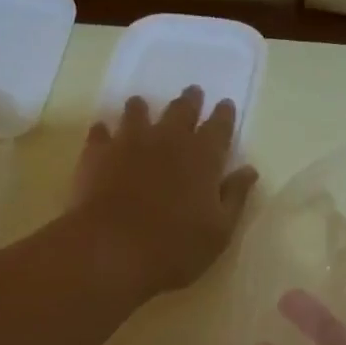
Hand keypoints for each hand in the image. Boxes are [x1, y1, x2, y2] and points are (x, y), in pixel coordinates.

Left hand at [70, 88, 258, 295]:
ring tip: (142, 105)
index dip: (224, 115)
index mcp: (203, 157)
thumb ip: (235, 196)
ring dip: (143, 108)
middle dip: (190, 101)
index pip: (219, 126)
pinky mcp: (97, 153)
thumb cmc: (175, 248)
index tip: (225, 104)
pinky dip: (105, 130)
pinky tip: (104, 132)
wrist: (112, 251)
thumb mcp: (219, 231)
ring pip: (137, 112)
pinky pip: (101, 132)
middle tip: (193, 93)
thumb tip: (249, 170)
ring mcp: (129, 142)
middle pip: (181, 110)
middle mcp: (168, 140)